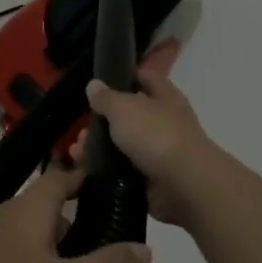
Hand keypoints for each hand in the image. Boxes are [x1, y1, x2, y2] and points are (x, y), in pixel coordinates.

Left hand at [0, 164, 151, 262]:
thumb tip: (146, 249)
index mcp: (31, 207)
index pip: (61, 177)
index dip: (84, 178)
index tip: (109, 188)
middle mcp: (7, 214)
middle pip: (45, 205)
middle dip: (73, 218)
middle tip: (102, 241)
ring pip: (28, 231)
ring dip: (52, 244)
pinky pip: (12, 252)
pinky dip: (32, 261)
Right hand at [77, 38, 216, 225]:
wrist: (184, 185)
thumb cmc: (155, 135)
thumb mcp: (123, 108)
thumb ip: (106, 97)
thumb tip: (94, 85)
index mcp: (165, 97)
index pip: (145, 78)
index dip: (125, 77)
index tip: (100, 83)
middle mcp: (165, 121)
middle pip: (130, 115)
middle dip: (103, 121)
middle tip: (82, 129)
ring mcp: (159, 152)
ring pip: (123, 145)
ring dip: (99, 147)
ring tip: (78, 151)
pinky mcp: (152, 178)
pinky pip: (123, 170)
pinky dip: (105, 170)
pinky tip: (86, 169)